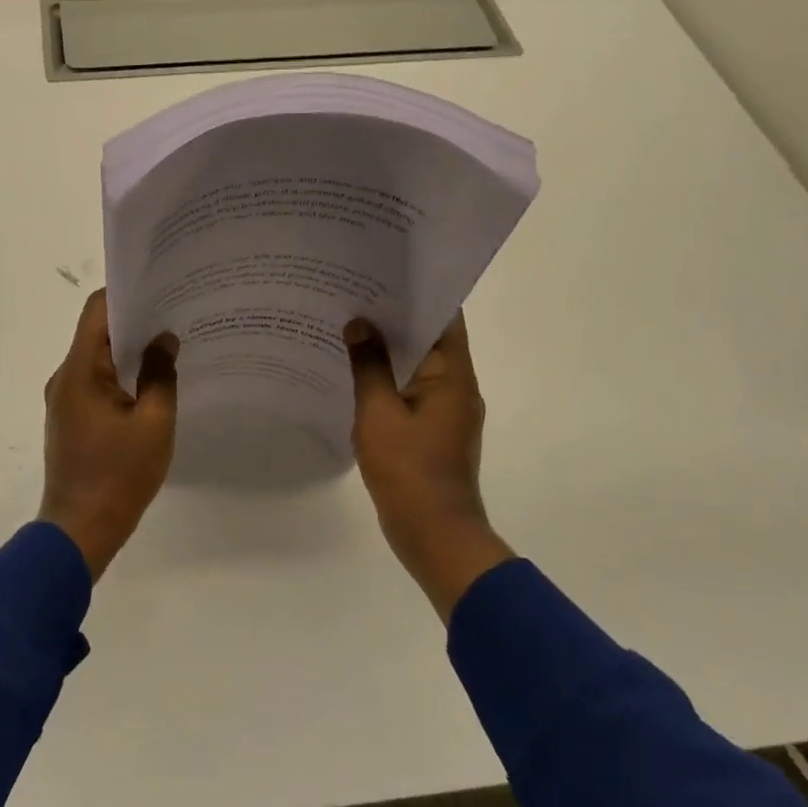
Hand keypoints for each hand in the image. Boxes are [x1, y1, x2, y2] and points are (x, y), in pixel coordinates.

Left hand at [41, 289, 177, 579]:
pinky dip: (120, 376)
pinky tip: (149, 383)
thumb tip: (163, 340)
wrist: (80, 530)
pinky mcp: (69, 418)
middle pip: (97, 332)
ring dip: (128, 351)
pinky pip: (95, 382)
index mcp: (79, 370)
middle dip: (134, 322)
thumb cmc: (118, 475)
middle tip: (175, 317)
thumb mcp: (153, 423)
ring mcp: (64, 399)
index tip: (161, 291)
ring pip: (97, 359)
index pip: (97, 310)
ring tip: (168, 347)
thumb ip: (160, 375)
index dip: (127, 293)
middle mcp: (64, 377)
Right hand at [346, 313, 513, 619]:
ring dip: (390, 348)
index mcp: (453, 376)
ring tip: (350, 325)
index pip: (445, 317)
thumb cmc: (409, 470)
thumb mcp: (379, 413)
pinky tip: (356, 372)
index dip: (419, 292)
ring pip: (419, 365)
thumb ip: (368, 366)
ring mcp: (447, 410)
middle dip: (396, 317)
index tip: (385, 272)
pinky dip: (389, 377)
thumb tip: (359, 324)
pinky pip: (411, 390)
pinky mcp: (433, 430)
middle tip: (355, 294)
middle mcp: (457, 387)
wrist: (434, 534)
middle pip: (431, 338)